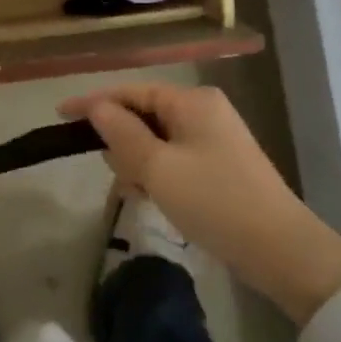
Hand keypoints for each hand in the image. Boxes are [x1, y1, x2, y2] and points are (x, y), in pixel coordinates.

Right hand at [59, 82, 340, 321]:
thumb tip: (97, 108)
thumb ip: (122, 133)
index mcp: (191, 101)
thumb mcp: (158, 168)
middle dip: (121, 141)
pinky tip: (154, 198)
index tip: (59, 116)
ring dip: (138, 162)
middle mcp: (204, 111)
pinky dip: (158, 174)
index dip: (93, 103)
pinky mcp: (220, 165)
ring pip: (157, 140)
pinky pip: (174, 158)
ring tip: (137, 193)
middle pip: (143, 114)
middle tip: (116, 174)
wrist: (280, 249)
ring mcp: (215, 138)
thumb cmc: (214, 201)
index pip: (130, 92)